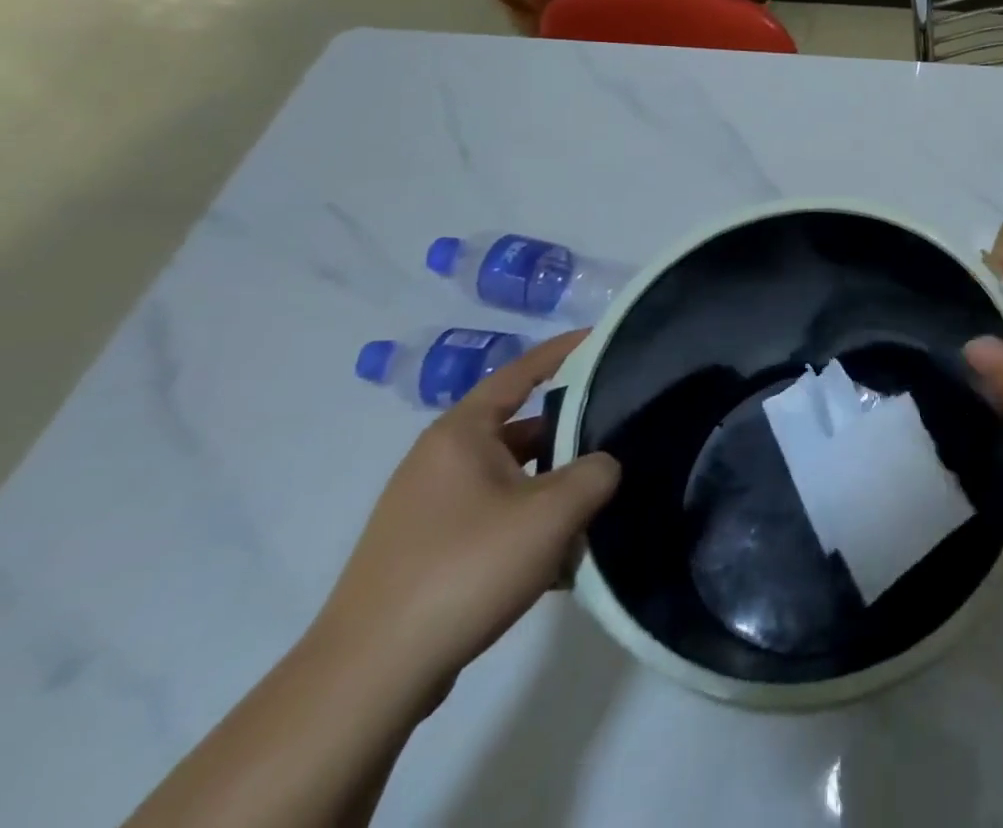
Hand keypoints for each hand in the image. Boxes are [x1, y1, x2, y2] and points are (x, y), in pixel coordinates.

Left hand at [311, 330, 619, 711]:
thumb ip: (596, 472)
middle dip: (571, 437)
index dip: (564, 352)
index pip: (521, 372)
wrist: (367, 679)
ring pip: (512, 479)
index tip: (603, 339)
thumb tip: (603, 466)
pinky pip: (493, 518)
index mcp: (461, 434)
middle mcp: (440, 460)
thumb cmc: (464, 569)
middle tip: (619, 441)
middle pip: (522, 430)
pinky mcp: (425, 552)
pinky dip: (528, 526)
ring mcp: (427, 509)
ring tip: (595, 512)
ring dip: (553, 491)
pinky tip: (557, 561)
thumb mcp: (553, 512)